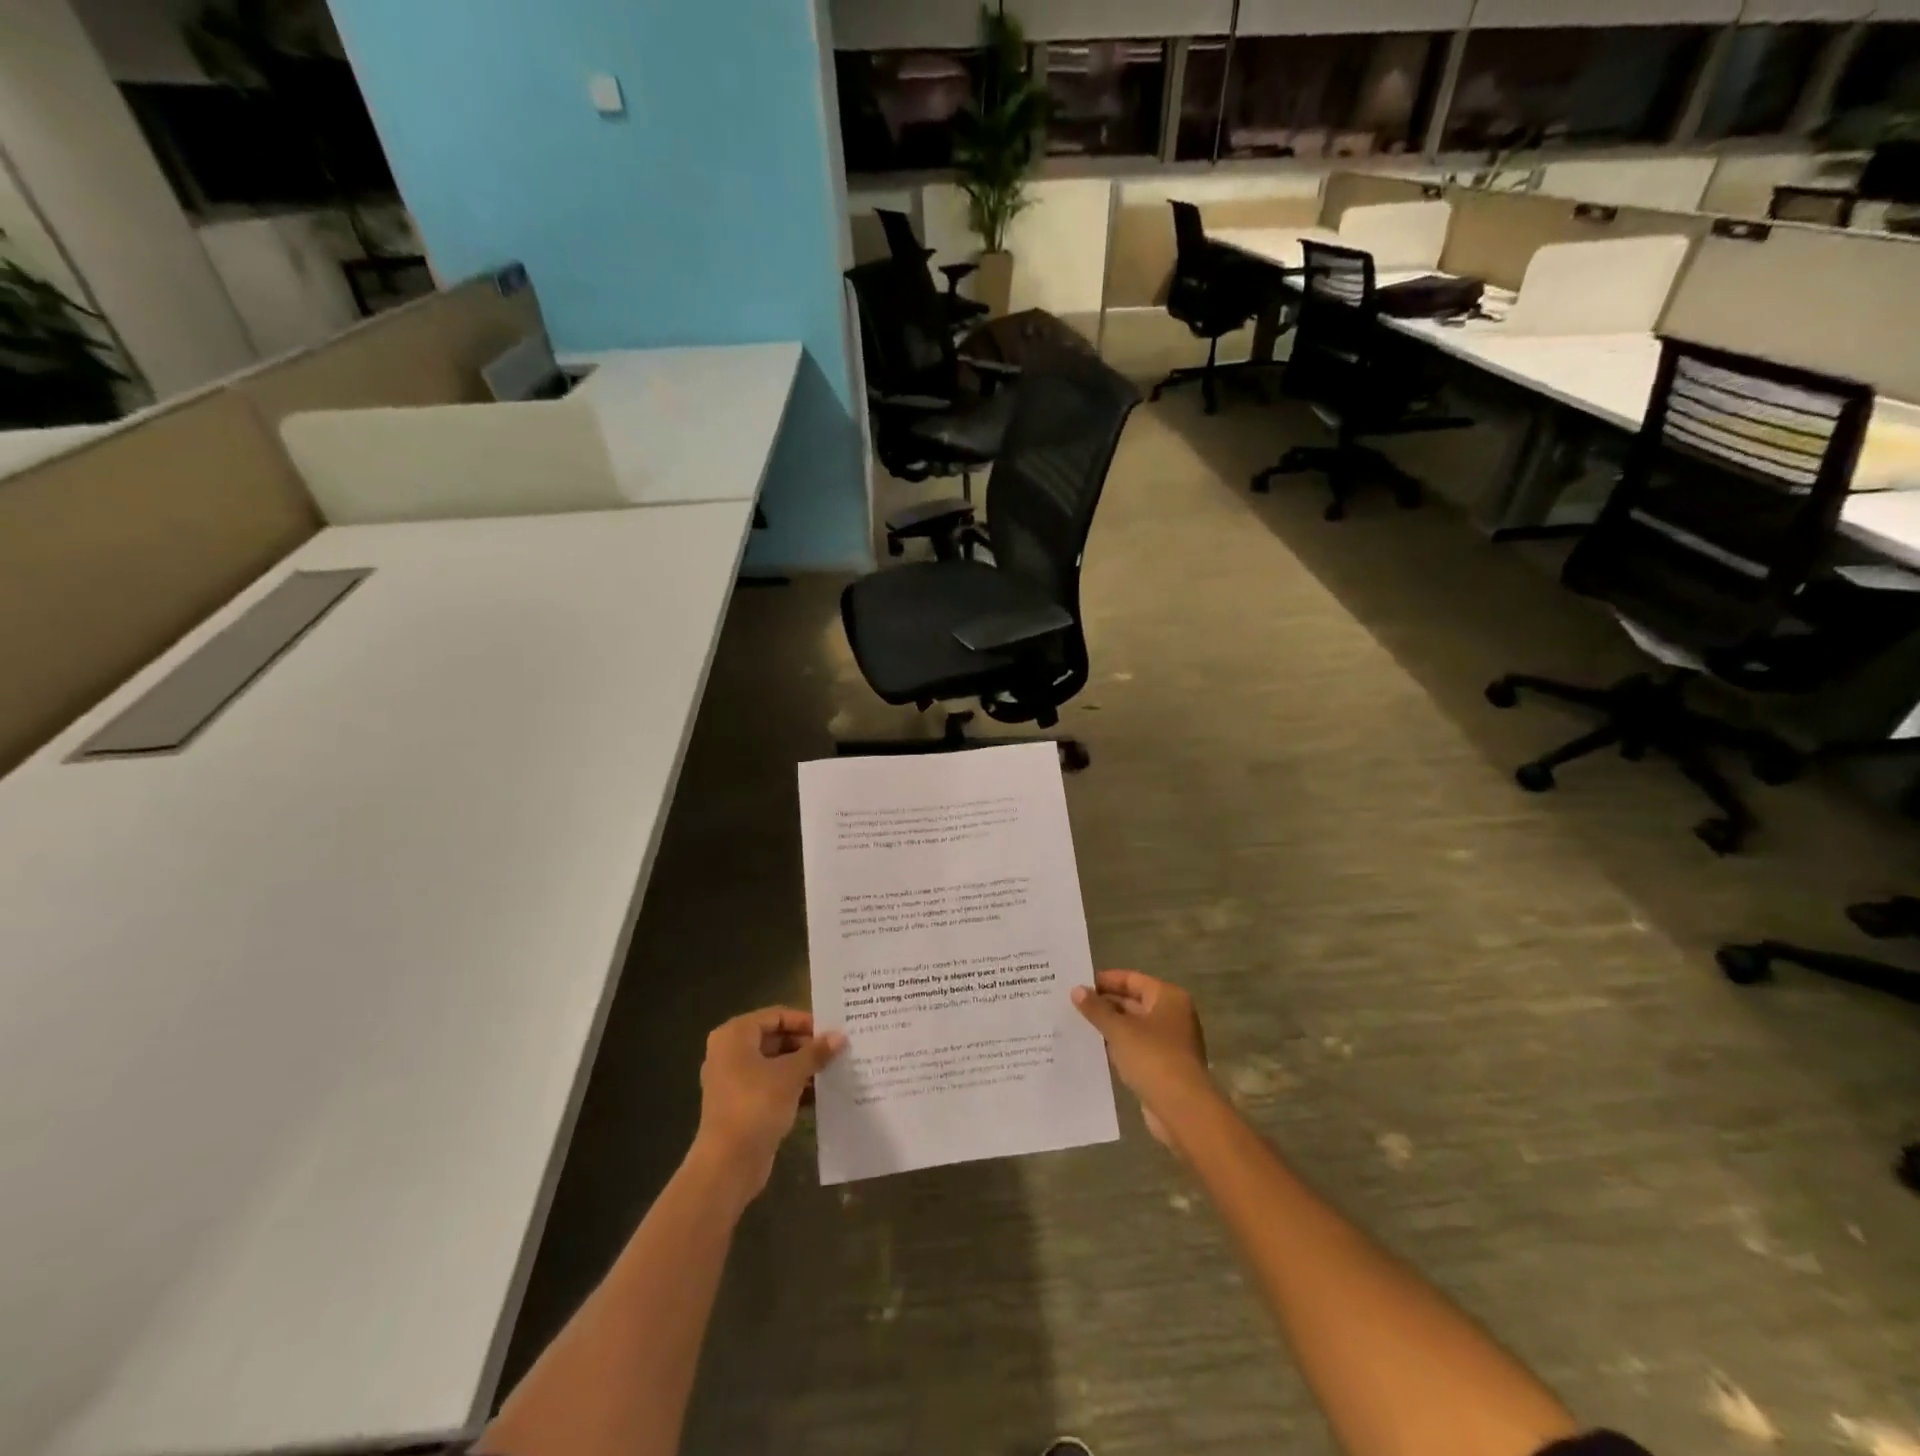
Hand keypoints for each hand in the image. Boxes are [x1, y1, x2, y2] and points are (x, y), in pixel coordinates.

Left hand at [691, 1007, 844, 1204]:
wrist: (728, 1164)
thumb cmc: (756, 1105)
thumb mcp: (791, 1074)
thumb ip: (816, 1052)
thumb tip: (840, 1036)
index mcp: (735, 1035)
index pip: (776, 1016)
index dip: (804, 1021)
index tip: (831, 1031)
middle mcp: (730, 1053)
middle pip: (775, 1038)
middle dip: (805, 1046)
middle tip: (836, 1050)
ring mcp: (733, 1081)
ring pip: (774, 1064)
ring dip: (802, 1067)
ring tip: (833, 1069)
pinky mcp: (741, 1106)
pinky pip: (770, 1086)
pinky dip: (792, 1087)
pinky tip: (819, 1094)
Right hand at [1072, 971, 1213, 1151]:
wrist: (1183, 1110)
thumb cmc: (1153, 1058)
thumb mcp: (1119, 1030)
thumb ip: (1096, 1009)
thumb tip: (1076, 990)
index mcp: (1168, 997)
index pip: (1131, 979)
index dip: (1104, 981)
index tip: (1077, 984)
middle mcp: (1172, 1015)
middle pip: (1133, 1001)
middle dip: (1104, 1004)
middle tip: (1071, 1005)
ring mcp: (1169, 1042)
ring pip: (1133, 1026)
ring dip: (1109, 1026)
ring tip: (1076, 1025)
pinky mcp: (1164, 1066)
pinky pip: (1136, 1048)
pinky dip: (1117, 1046)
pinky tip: (1093, 1049)